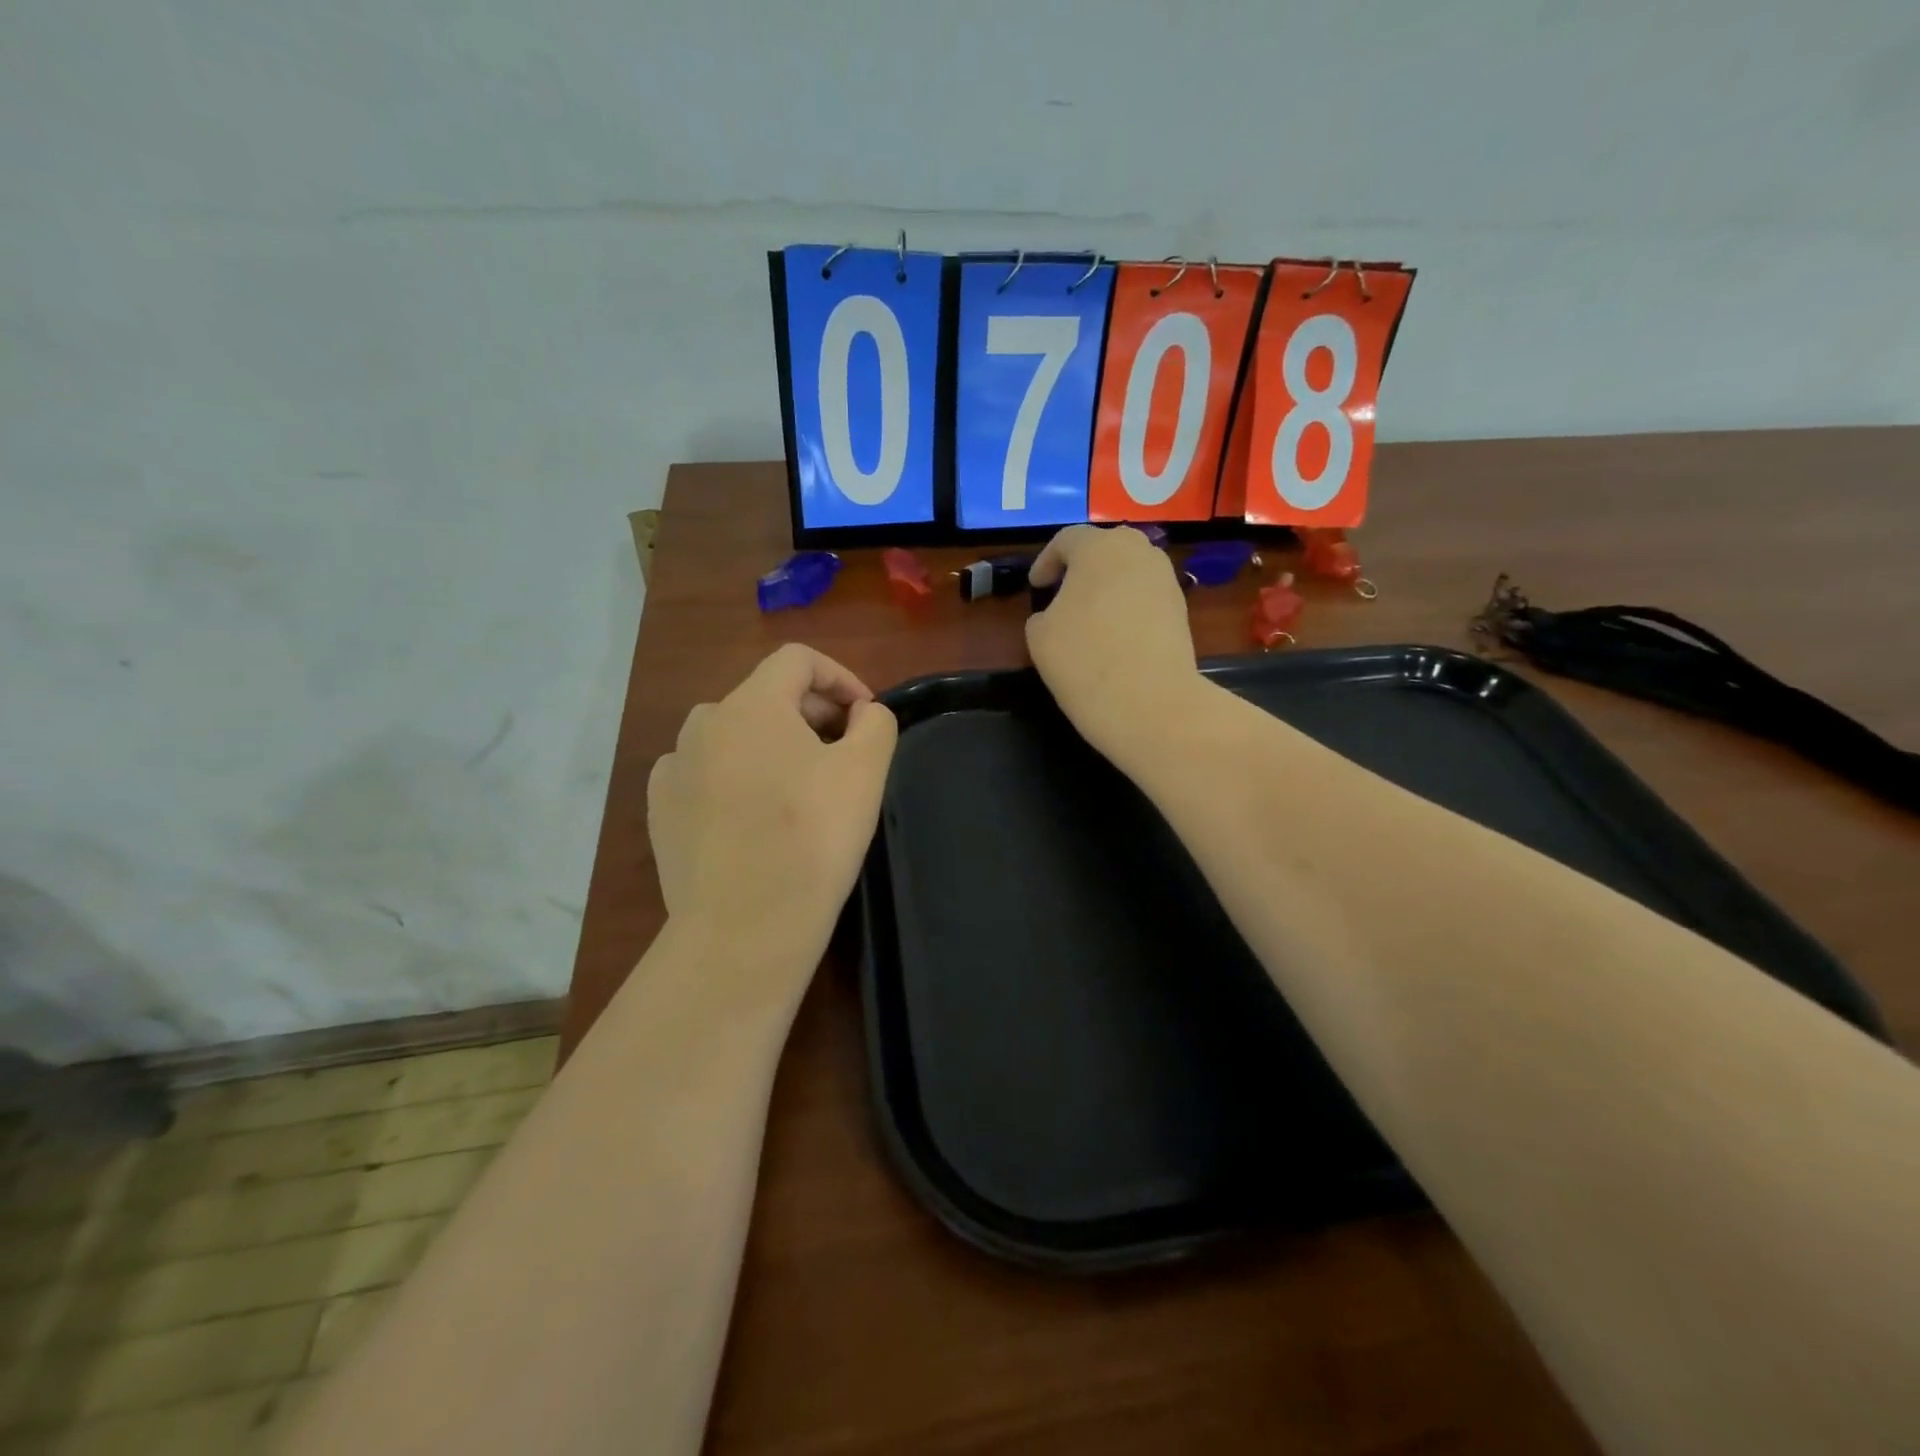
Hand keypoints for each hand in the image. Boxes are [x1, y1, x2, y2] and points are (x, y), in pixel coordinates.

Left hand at [647, 645, 897, 978]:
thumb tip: (862, 713)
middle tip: (842, 755)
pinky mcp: (661, 810)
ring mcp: (674, 768)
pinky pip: (705, 774)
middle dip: (811, 714)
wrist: (745, 926)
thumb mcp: (865, 771)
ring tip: (798, 787)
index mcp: (751, 705)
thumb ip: (875, 722)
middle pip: (765, 696)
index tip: (865, 716)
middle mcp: (703, 723)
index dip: (840, 677)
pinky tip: (751, 816)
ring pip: (733, 736)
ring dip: (771, 746)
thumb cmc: (812, 838)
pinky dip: (734, 778)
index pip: (798, 659)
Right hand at [1026, 525, 1207, 768]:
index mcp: (1099, 548)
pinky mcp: (1181, 609)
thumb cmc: (1084, 660)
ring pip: (1129, 571)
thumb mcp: (1039, 636)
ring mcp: (1165, 580)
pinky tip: (1115, 636)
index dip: (1046, 561)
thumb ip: (1043, 614)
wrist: (1150, 703)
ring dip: (1108, 586)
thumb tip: (1057, 614)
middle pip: (1105, 547)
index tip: (1035, 587)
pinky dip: (1127, 606)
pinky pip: (1146, 596)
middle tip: (1064, 593)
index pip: (1066, 540)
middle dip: (1082, 566)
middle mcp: (1138, 552)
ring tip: (1089, 616)